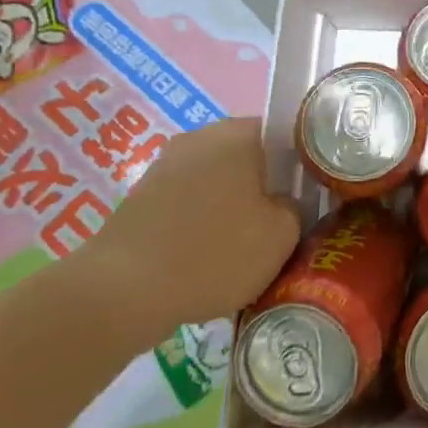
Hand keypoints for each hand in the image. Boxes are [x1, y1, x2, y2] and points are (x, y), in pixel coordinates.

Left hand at [71, 118, 300, 338]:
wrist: (118, 294)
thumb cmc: (212, 252)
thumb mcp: (282, 235)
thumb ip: (295, 208)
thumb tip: (283, 204)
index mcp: (237, 132)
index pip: (285, 133)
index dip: (302, 164)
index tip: (309, 196)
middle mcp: (199, 137)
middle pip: (249, 157)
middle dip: (265, 188)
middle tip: (282, 226)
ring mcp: (164, 166)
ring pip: (217, 182)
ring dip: (232, 208)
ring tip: (244, 250)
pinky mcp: (140, 199)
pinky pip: (188, 204)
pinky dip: (201, 226)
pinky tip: (206, 261)